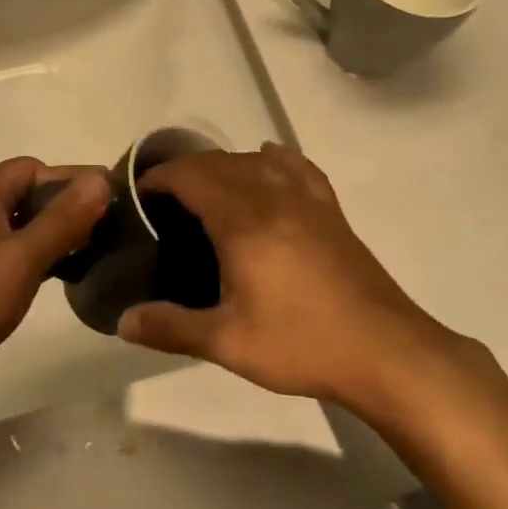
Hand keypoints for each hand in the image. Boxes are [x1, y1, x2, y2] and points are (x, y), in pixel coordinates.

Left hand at [0, 158, 109, 421]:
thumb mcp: (21, 258)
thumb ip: (63, 218)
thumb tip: (100, 179)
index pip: (35, 168)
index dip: (72, 182)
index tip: (113, 203)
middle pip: (26, 195)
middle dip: (66, 210)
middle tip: (110, 233)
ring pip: (16, 228)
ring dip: (51, 237)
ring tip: (93, 256)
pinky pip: (4, 255)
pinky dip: (31, 261)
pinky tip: (57, 280)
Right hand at [117, 144, 452, 408]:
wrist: (384, 350)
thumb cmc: (302, 343)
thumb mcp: (229, 343)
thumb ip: (172, 328)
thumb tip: (123, 322)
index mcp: (242, 221)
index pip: (191, 176)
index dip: (160, 178)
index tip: (140, 195)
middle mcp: (272, 196)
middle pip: (219, 162)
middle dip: (186, 170)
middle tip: (165, 200)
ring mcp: (306, 199)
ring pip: (255, 160)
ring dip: (224, 165)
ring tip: (208, 189)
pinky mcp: (330, 209)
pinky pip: (297, 166)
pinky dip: (273, 158)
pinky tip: (268, 161)